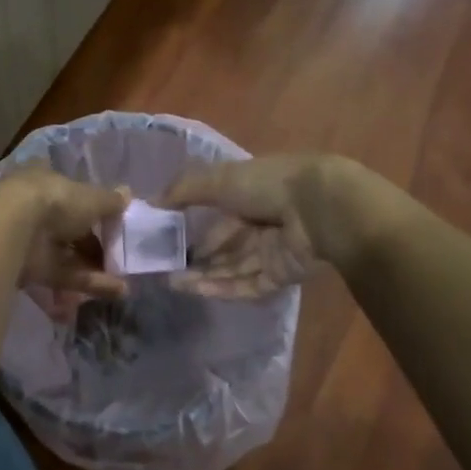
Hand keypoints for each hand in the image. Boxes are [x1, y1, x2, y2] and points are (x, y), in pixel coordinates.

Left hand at [0, 166, 128, 317]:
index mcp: (44, 180)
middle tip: (119, 257)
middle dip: (93, 245)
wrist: (12, 231)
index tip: (110, 221)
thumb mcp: (90, 197)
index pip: (68, 191)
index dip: (89, 207)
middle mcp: (34, 208)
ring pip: (66, 255)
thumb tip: (127, 194)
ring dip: (94, 268)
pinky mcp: (28, 269)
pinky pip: (61, 275)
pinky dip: (86, 283)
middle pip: (68, 228)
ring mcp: (29, 240)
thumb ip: (110, 200)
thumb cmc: (54, 201)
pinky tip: (114, 292)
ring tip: (123, 283)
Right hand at [159, 154, 405, 297]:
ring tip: (172, 282)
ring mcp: (272, 251)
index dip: (193, 225)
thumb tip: (151, 202)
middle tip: (165, 267)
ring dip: (203, 275)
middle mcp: (261, 223)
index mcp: (250, 194)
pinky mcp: (281, 275)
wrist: (318, 209)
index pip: (218, 213)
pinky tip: (195, 290)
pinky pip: (247, 284)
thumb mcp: (219, 179)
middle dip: (196, 256)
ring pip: (232, 267)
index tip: (166, 237)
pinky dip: (222, 287)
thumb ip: (184, 190)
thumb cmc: (267, 185)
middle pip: (224, 244)